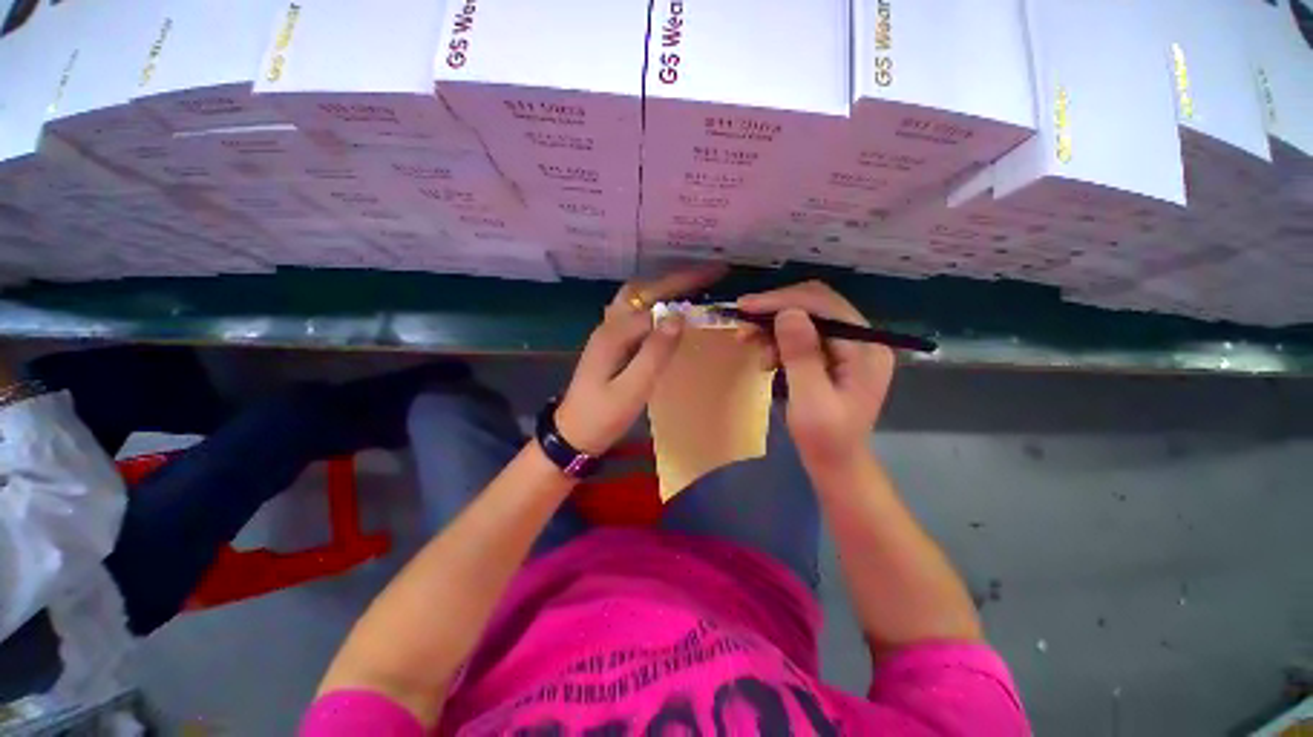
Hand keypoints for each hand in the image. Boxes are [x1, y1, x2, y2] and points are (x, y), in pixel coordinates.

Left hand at [556, 266, 725, 454]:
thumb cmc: (602, 416)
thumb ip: (654, 353)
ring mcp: (607, 333)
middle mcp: (609, 325)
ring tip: (691, 287)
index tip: (715, 276)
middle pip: (643, 290)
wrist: (572, 434)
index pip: (655, 300)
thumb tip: (678, 317)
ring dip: (663, 288)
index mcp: (614, 333)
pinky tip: (666, 311)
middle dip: (676, 279)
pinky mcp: (610, 343)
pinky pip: (634, 312)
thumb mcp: (632, 390)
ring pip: (636, 298)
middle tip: (707, 275)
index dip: (685, 286)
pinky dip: (653, 303)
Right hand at [737, 281, 894, 464]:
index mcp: (865, 349)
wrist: (836, 463)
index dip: (783, 302)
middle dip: (775, 310)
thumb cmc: (825, 440)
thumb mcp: (810, 400)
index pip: (824, 306)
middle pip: (816, 305)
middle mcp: (862, 340)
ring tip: (749, 342)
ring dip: (773, 326)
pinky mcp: (834, 354)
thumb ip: (802, 355)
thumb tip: (788, 313)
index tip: (746, 308)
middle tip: (743, 322)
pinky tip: (766, 357)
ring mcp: (849, 346)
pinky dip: (779, 340)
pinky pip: (803, 334)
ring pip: (806, 317)